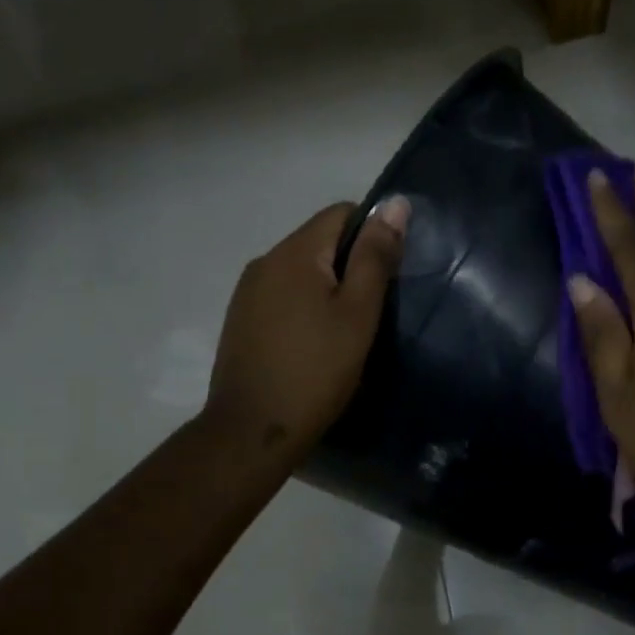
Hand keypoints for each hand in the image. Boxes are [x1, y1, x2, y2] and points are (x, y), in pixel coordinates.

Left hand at [206, 196, 409, 459]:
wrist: (252, 431)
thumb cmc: (316, 371)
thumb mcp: (357, 314)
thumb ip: (375, 257)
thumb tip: (395, 204)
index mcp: (293, 252)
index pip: (341, 213)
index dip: (372, 234)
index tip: (388, 276)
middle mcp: (264, 262)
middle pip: (318, 241)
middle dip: (350, 264)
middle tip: (372, 310)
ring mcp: (246, 293)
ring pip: (299, 272)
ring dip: (326, 288)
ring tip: (345, 331)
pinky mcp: (240, 321)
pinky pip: (281, 296)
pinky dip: (304, 308)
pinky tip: (314, 344)